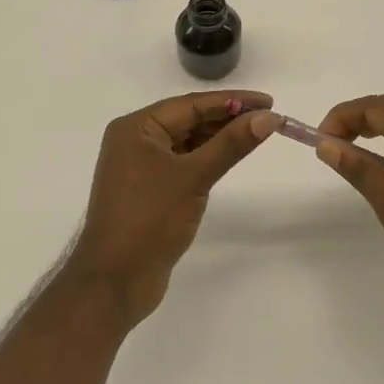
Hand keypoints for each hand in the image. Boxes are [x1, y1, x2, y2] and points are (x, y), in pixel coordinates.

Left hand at [66, 90, 278, 326]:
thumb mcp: (194, 177)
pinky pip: (184, 162)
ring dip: (220, 137)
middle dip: (228, 117)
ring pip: (188, 141)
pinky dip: (208, 157)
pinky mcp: (150, 189)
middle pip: (189, 119)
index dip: (232, 101)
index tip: (269, 101)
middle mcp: (136, 140)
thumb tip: (269, 117)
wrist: (114, 282)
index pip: (191, 104)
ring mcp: (141, 166)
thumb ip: (231, 144)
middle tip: (268, 117)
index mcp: (136, 127)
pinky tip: (231, 155)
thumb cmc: (149, 220)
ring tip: (257, 132)